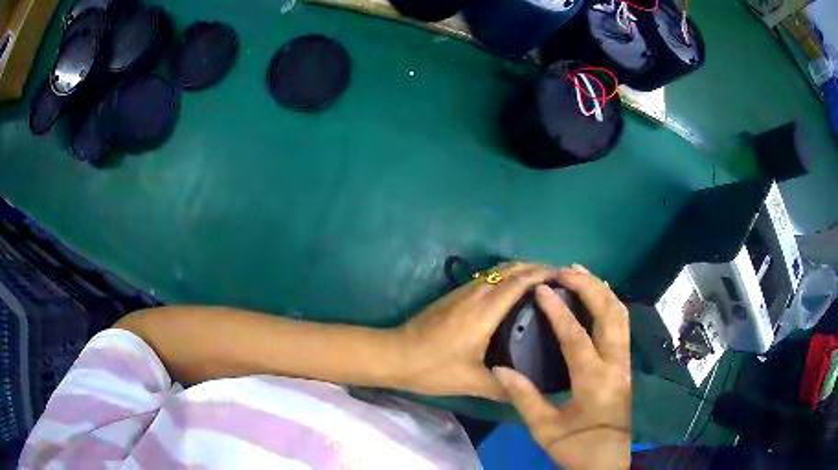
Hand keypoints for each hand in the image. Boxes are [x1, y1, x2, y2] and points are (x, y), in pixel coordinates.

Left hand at [394, 262, 558, 399]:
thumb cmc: (432, 368)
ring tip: (542, 282)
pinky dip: (507, 276)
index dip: (543, 274)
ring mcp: (463, 292)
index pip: (519, 281)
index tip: (564, 275)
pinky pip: (488, 277)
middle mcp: (476, 294)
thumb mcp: (470, 382)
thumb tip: (530, 392)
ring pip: (498, 270)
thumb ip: (502, 388)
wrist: (394, 354)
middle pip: (511, 269)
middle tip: (559, 278)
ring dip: (521, 269)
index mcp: (484, 311)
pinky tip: (512, 292)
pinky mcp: (454, 295)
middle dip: (536, 267)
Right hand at [492, 265, 631, 469]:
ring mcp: (624, 363)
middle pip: (608, 314)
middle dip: (588, 287)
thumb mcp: (544, 428)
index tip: (541, 288)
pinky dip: (611, 304)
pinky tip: (599, 297)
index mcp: (593, 380)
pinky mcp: (626, 366)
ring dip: (602, 291)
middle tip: (565, 270)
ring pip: (621, 316)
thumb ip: (523, 397)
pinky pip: (622, 326)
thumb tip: (499, 369)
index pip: (575, 336)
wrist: (606, 462)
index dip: (557, 310)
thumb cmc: (575, 446)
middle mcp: (615, 364)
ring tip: (582, 274)